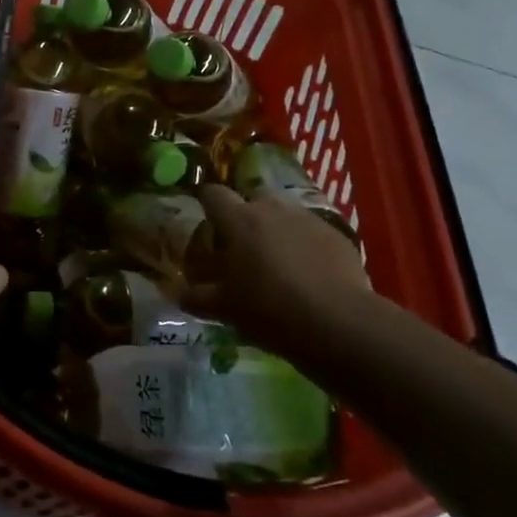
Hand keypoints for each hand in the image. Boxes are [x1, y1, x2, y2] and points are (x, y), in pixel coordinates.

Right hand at [185, 184, 372, 372]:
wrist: (337, 322)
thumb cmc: (269, 310)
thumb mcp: (224, 309)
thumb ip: (198, 298)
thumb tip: (179, 295)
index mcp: (239, 220)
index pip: (213, 194)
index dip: (206, 201)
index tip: (203, 215)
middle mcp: (273, 210)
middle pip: (253, 195)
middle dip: (246, 211)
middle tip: (241, 241)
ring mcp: (308, 220)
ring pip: (285, 212)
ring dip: (277, 226)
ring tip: (276, 257)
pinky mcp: (337, 236)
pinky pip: (312, 231)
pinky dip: (305, 244)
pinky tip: (307, 271)